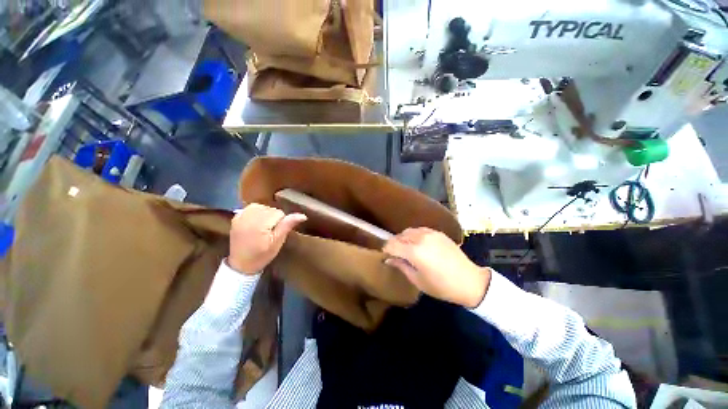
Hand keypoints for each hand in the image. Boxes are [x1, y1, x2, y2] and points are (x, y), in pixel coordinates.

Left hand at [228, 203, 306, 273]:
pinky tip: (255, 223)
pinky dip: (256, 213)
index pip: (280, 213)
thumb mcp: (277, 242)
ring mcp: (241, 215)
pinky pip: (251, 208)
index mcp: (259, 222)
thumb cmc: (262, 255)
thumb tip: (303, 215)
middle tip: (269, 233)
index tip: (275, 235)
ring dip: (265, 215)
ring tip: (263, 228)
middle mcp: (249, 215)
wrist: (241, 265)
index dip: (281, 223)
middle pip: (271, 209)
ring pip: (262, 207)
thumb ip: (287, 225)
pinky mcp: (236, 217)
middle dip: (273, 219)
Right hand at [383, 228, 490, 307]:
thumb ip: (401, 266)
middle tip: (396, 254)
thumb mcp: (418, 280)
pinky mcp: (438, 232)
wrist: (469, 281)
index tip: (386, 256)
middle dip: (394, 244)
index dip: (386, 249)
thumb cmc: (441, 286)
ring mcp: (430, 233)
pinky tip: (418, 244)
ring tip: (407, 249)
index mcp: (414, 251)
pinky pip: (420, 230)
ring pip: (409, 231)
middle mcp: (420, 238)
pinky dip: (414, 235)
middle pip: (399, 236)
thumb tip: (388, 259)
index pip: (391, 244)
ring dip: (403, 238)